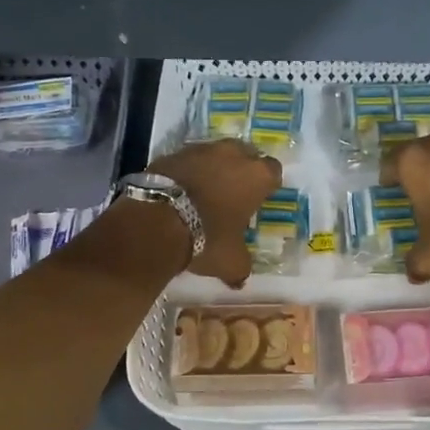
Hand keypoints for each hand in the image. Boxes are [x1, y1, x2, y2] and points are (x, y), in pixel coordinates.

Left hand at [150, 139, 282, 286]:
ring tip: (206, 191)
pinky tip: (181, 190)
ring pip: (215, 153)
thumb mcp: (231, 261)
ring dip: (214, 168)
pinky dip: (188, 171)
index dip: (268, 185)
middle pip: (245, 154)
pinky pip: (188, 160)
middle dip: (242, 169)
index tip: (261, 198)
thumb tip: (239, 279)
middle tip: (235, 192)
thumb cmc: (207, 238)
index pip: (274, 171)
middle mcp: (232, 154)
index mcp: (257, 176)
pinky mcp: (172, 153)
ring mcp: (200, 149)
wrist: (156, 221)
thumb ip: (241, 267)